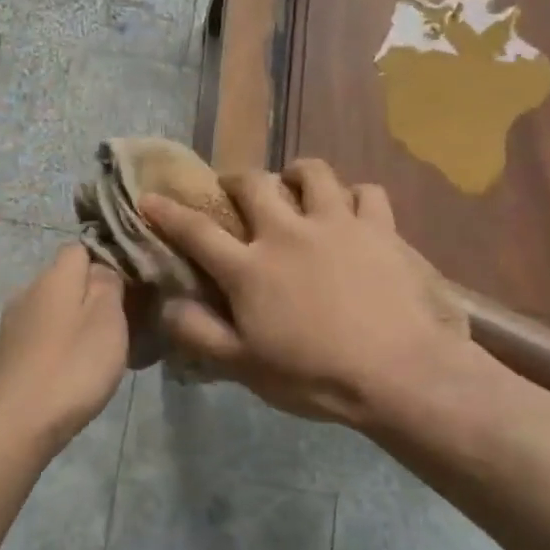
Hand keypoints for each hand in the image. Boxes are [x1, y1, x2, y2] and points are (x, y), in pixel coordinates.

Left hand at [0, 245, 128, 448]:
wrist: (16, 425)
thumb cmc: (71, 368)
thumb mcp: (107, 320)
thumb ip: (108, 284)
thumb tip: (102, 268)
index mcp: (53, 277)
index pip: (80, 248)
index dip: (106, 262)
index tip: (129, 288)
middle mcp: (27, 291)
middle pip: (65, 280)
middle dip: (92, 295)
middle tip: (121, 325)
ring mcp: (12, 324)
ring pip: (52, 310)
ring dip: (74, 323)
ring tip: (98, 353)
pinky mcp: (6, 354)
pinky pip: (40, 337)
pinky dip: (57, 346)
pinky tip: (70, 372)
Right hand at [139, 160, 499, 442]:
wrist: (398, 374)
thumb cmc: (315, 375)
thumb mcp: (245, 366)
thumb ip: (200, 333)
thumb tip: (167, 304)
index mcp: (249, 268)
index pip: (197, 232)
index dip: (168, 213)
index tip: (150, 198)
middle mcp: (287, 233)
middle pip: (254, 184)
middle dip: (237, 181)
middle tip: (237, 193)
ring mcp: (335, 225)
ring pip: (313, 173)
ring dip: (297, 174)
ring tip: (296, 186)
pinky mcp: (378, 228)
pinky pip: (366, 193)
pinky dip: (355, 196)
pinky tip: (352, 210)